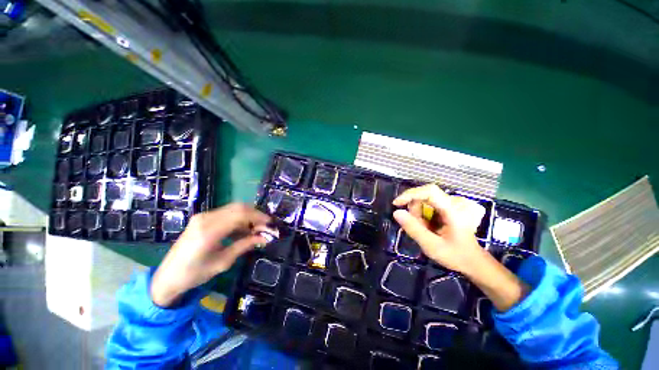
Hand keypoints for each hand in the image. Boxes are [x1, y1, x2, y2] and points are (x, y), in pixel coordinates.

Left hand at [151, 203, 270, 306]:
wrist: (167, 277)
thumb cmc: (194, 274)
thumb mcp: (223, 262)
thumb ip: (245, 245)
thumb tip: (265, 238)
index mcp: (209, 231)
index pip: (241, 214)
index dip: (259, 217)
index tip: (270, 224)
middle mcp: (206, 218)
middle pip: (239, 207)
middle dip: (256, 215)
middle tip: (265, 226)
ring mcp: (203, 216)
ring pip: (234, 209)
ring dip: (248, 216)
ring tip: (257, 229)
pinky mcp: (202, 218)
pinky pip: (226, 213)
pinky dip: (239, 219)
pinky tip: (243, 230)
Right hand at [392, 184, 486, 273]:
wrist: (473, 261)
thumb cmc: (455, 255)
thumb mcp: (431, 246)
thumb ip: (413, 229)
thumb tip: (396, 212)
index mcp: (453, 210)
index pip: (429, 191)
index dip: (410, 194)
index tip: (396, 204)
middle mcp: (454, 203)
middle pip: (425, 195)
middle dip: (414, 210)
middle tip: (415, 226)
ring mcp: (452, 204)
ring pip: (425, 200)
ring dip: (418, 213)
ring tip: (424, 229)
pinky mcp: (449, 207)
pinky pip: (428, 204)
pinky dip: (422, 214)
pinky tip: (427, 226)